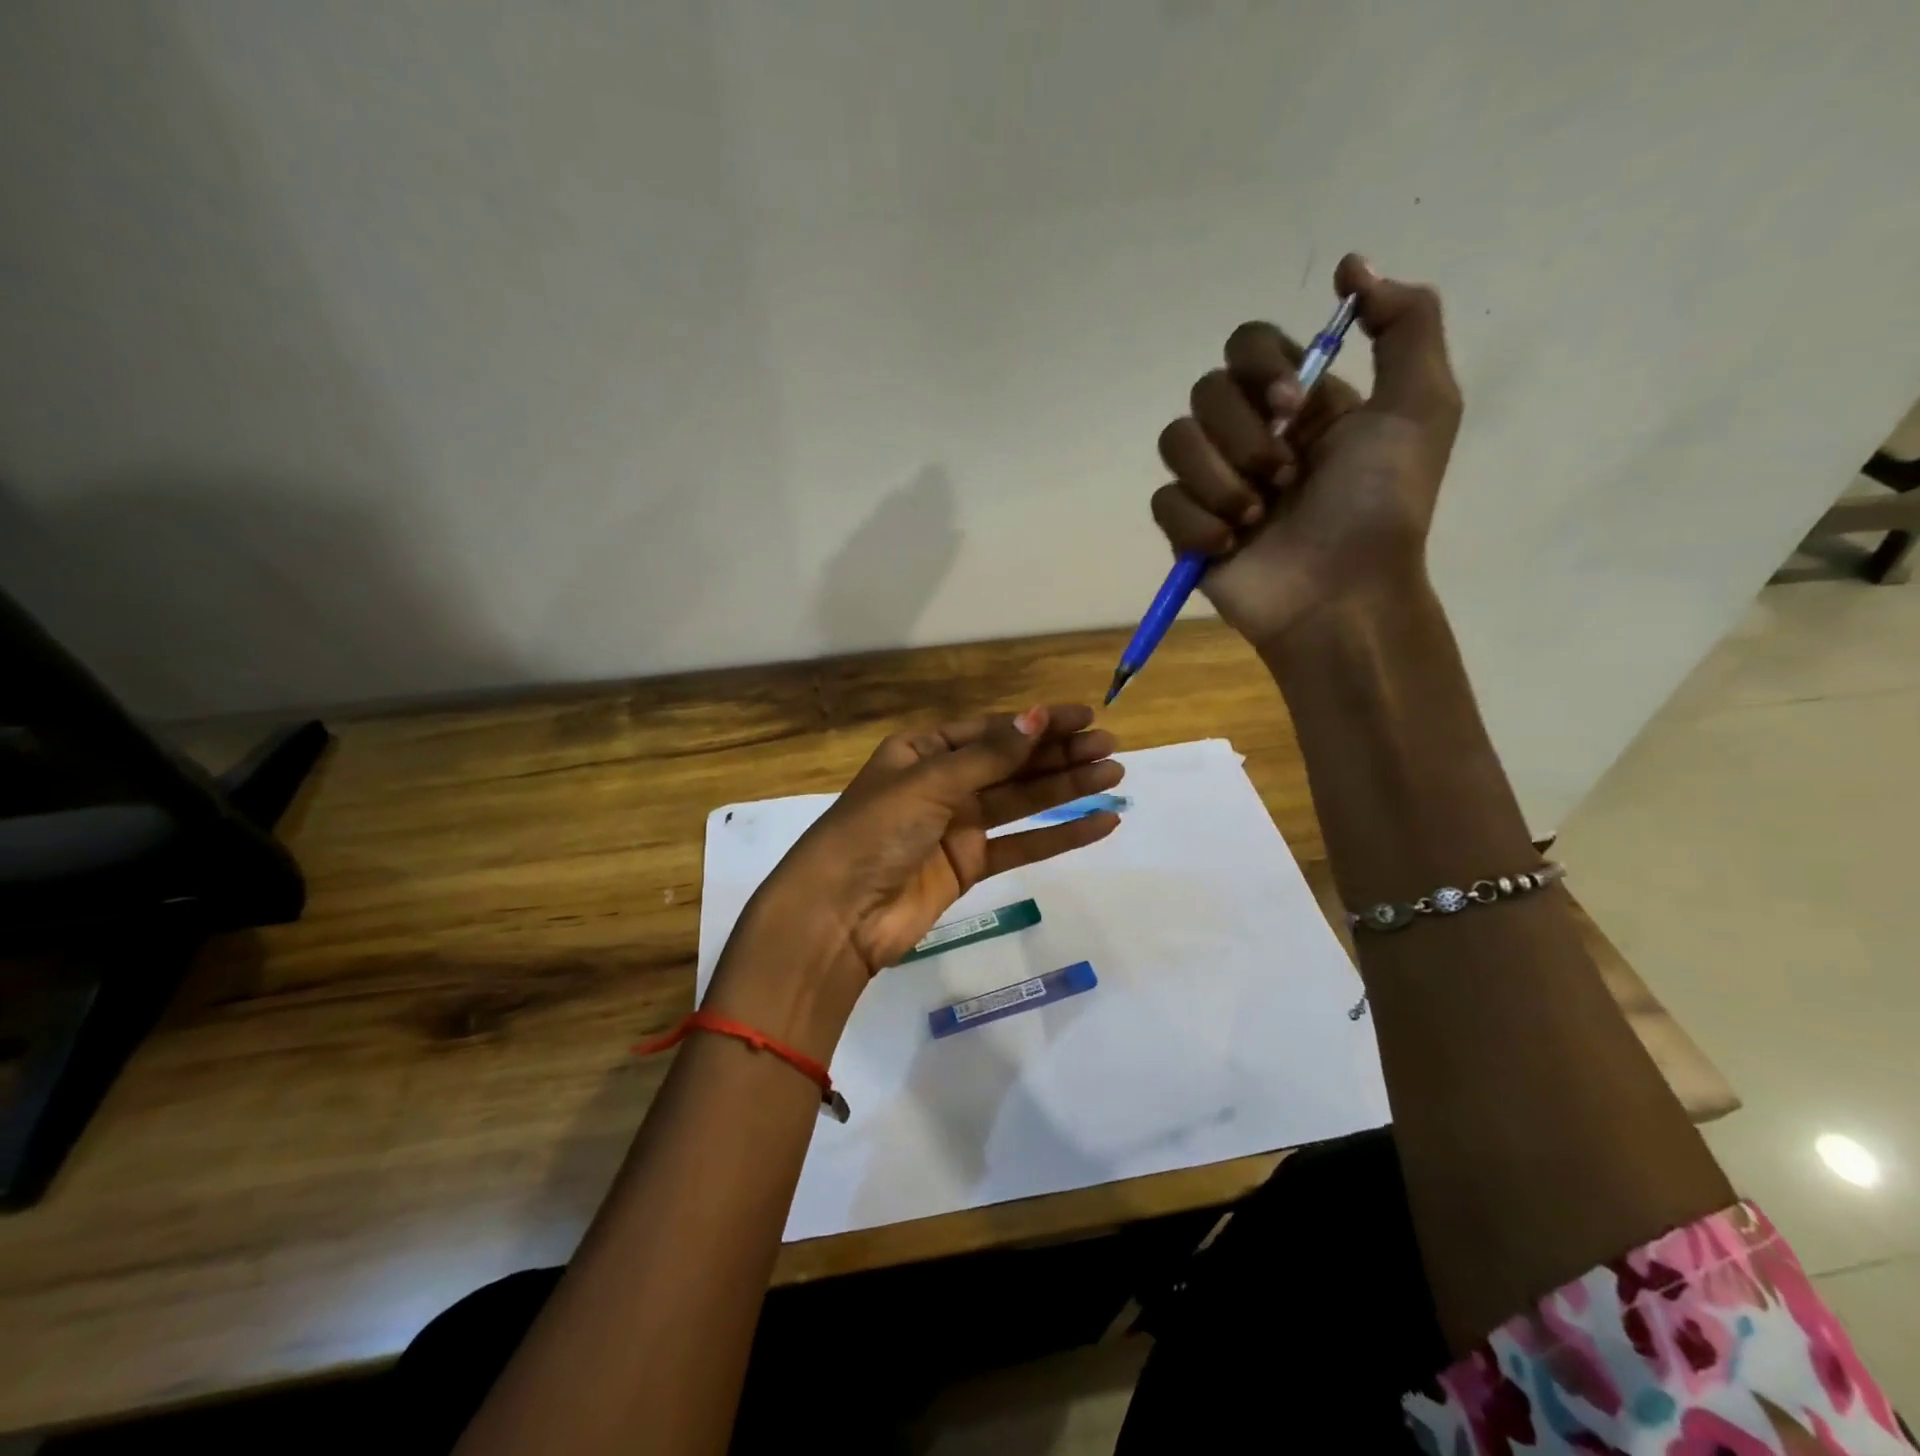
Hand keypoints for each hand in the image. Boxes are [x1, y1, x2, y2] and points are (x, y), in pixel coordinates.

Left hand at [705, 706, 1121, 1054]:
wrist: (838, 915)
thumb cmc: (874, 832)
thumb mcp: (929, 783)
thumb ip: (989, 756)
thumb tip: (1036, 716)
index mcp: (922, 751)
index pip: (991, 730)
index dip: (1038, 723)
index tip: (1085, 718)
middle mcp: (942, 783)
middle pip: (1011, 764)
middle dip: (1060, 754)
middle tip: (1111, 748)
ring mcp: (957, 826)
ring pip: (1021, 802)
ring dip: (1066, 788)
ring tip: (1114, 775)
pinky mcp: (969, 866)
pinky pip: (1020, 845)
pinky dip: (1058, 836)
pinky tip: (1098, 824)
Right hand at [1151, 254, 1463, 650]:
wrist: (1340, 595)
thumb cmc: (1381, 506)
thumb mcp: (1421, 406)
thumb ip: (1405, 324)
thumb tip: (1351, 266)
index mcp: (1298, 402)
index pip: (1246, 345)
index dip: (1260, 367)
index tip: (1294, 407)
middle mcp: (1249, 434)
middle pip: (1204, 391)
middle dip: (1244, 434)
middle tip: (1285, 476)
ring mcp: (1212, 483)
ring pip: (1175, 441)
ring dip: (1221, 479)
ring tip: (1257, 517)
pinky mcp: (1185, 528)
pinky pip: (1163, 500)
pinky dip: (1197, 522)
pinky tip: (1231, 545)